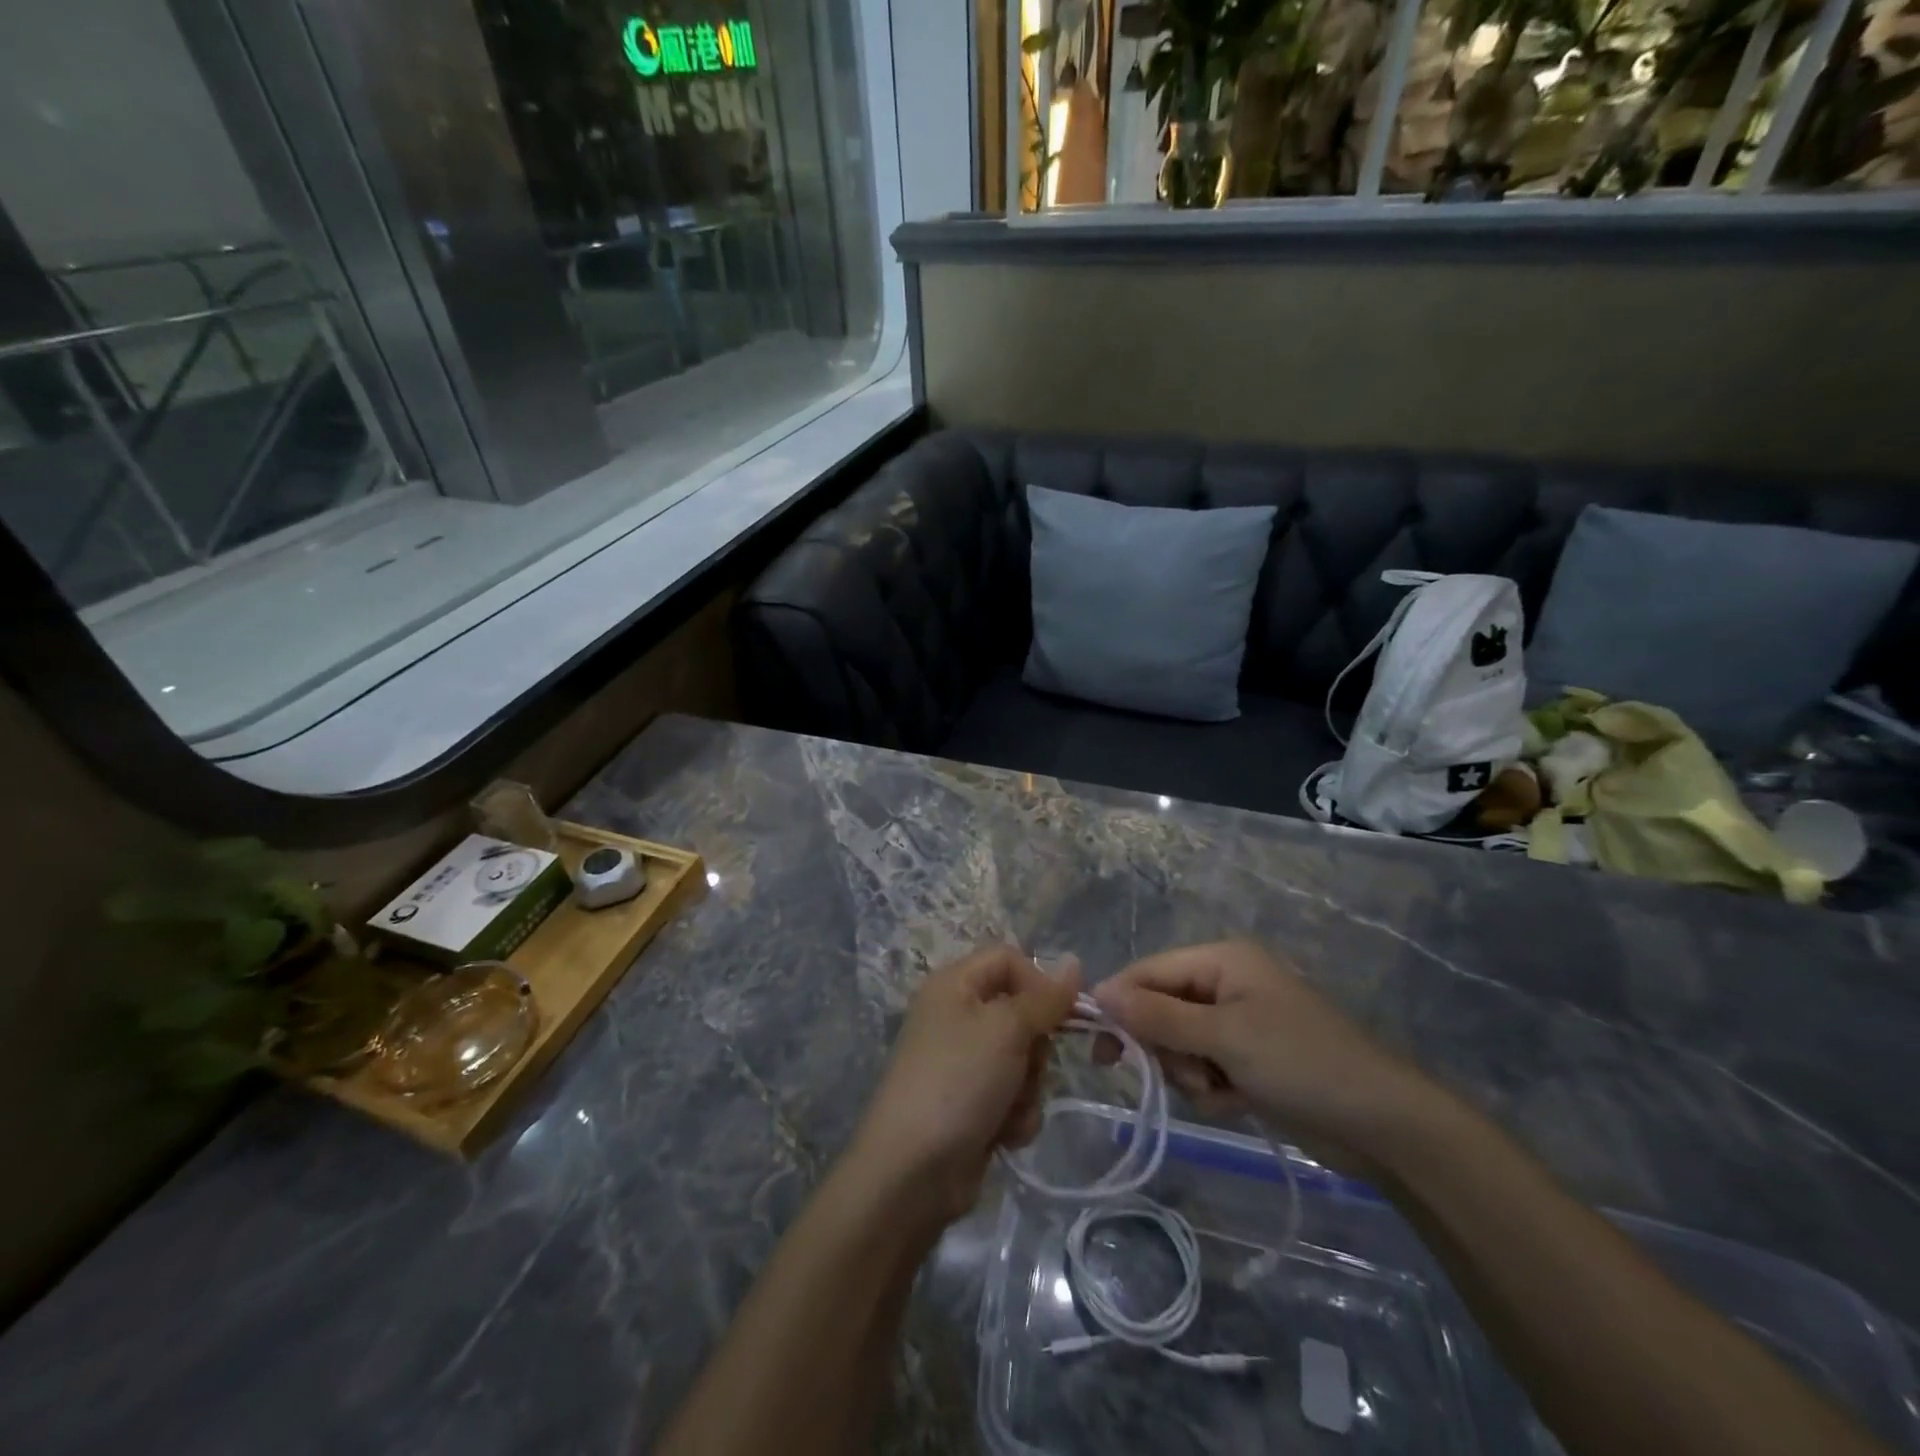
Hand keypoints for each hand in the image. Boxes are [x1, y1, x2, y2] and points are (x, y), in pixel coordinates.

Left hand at [849, 944, 1079, 1224]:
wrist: (912, 1171)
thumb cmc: (958, 1081)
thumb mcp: (1006, 1029)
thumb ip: (1045, 998)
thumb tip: (1074, 962)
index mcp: (954, 984)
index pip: (1008, 959)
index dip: (1039, 981)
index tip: (1067, 1012)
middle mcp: (957, 1016)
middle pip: (1022, 1012)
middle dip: (1035, 1047)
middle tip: (1026, 1066)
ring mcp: (964, 1062)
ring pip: (1024, 1058)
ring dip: (1027, 1088)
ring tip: (1008, 1109)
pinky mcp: (973, 1103)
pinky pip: (1014, 1094)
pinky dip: (1015, 1114)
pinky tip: (1002, 1135)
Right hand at [1092, 941, 1429, 1162]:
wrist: (1384, 1125)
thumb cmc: (1301, 1063)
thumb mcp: (1223, 1037)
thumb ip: (1157, 1016)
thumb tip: (1098, 991)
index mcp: (1222, 960)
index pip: (1149, 972)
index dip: (1121, 1004)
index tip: (1101, 1048)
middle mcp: (1226, 982)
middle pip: (1161, 1008)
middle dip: (1167, 1047)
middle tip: (1188, 1076)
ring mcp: (1239, 1021)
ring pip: (1179, 1042)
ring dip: (1190, 1072)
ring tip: (1221, 1091)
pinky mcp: (1250, 1057)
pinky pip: (1204, 1066)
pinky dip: (1211, 1087)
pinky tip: (1237, 1101)